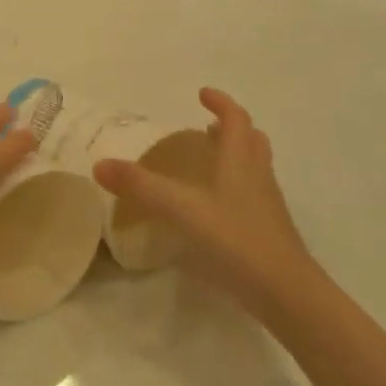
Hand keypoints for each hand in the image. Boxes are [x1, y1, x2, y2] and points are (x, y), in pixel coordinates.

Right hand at [92, 89, 313, 311]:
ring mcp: (266, 205)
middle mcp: (257, 176)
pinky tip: (214, 209)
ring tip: (209, 163)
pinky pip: (252, 196)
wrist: (285, 292)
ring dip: (235, 156)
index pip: (235, 119)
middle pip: (251, 141)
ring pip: (255, 168)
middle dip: (231, 128)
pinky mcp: (268, 231)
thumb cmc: (235, 240)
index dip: (220, 103)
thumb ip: (141, 186)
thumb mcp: (181, 209)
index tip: (202, 94)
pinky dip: (235, 188)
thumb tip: (99, 164)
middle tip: (207, 127)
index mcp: (240, 161)